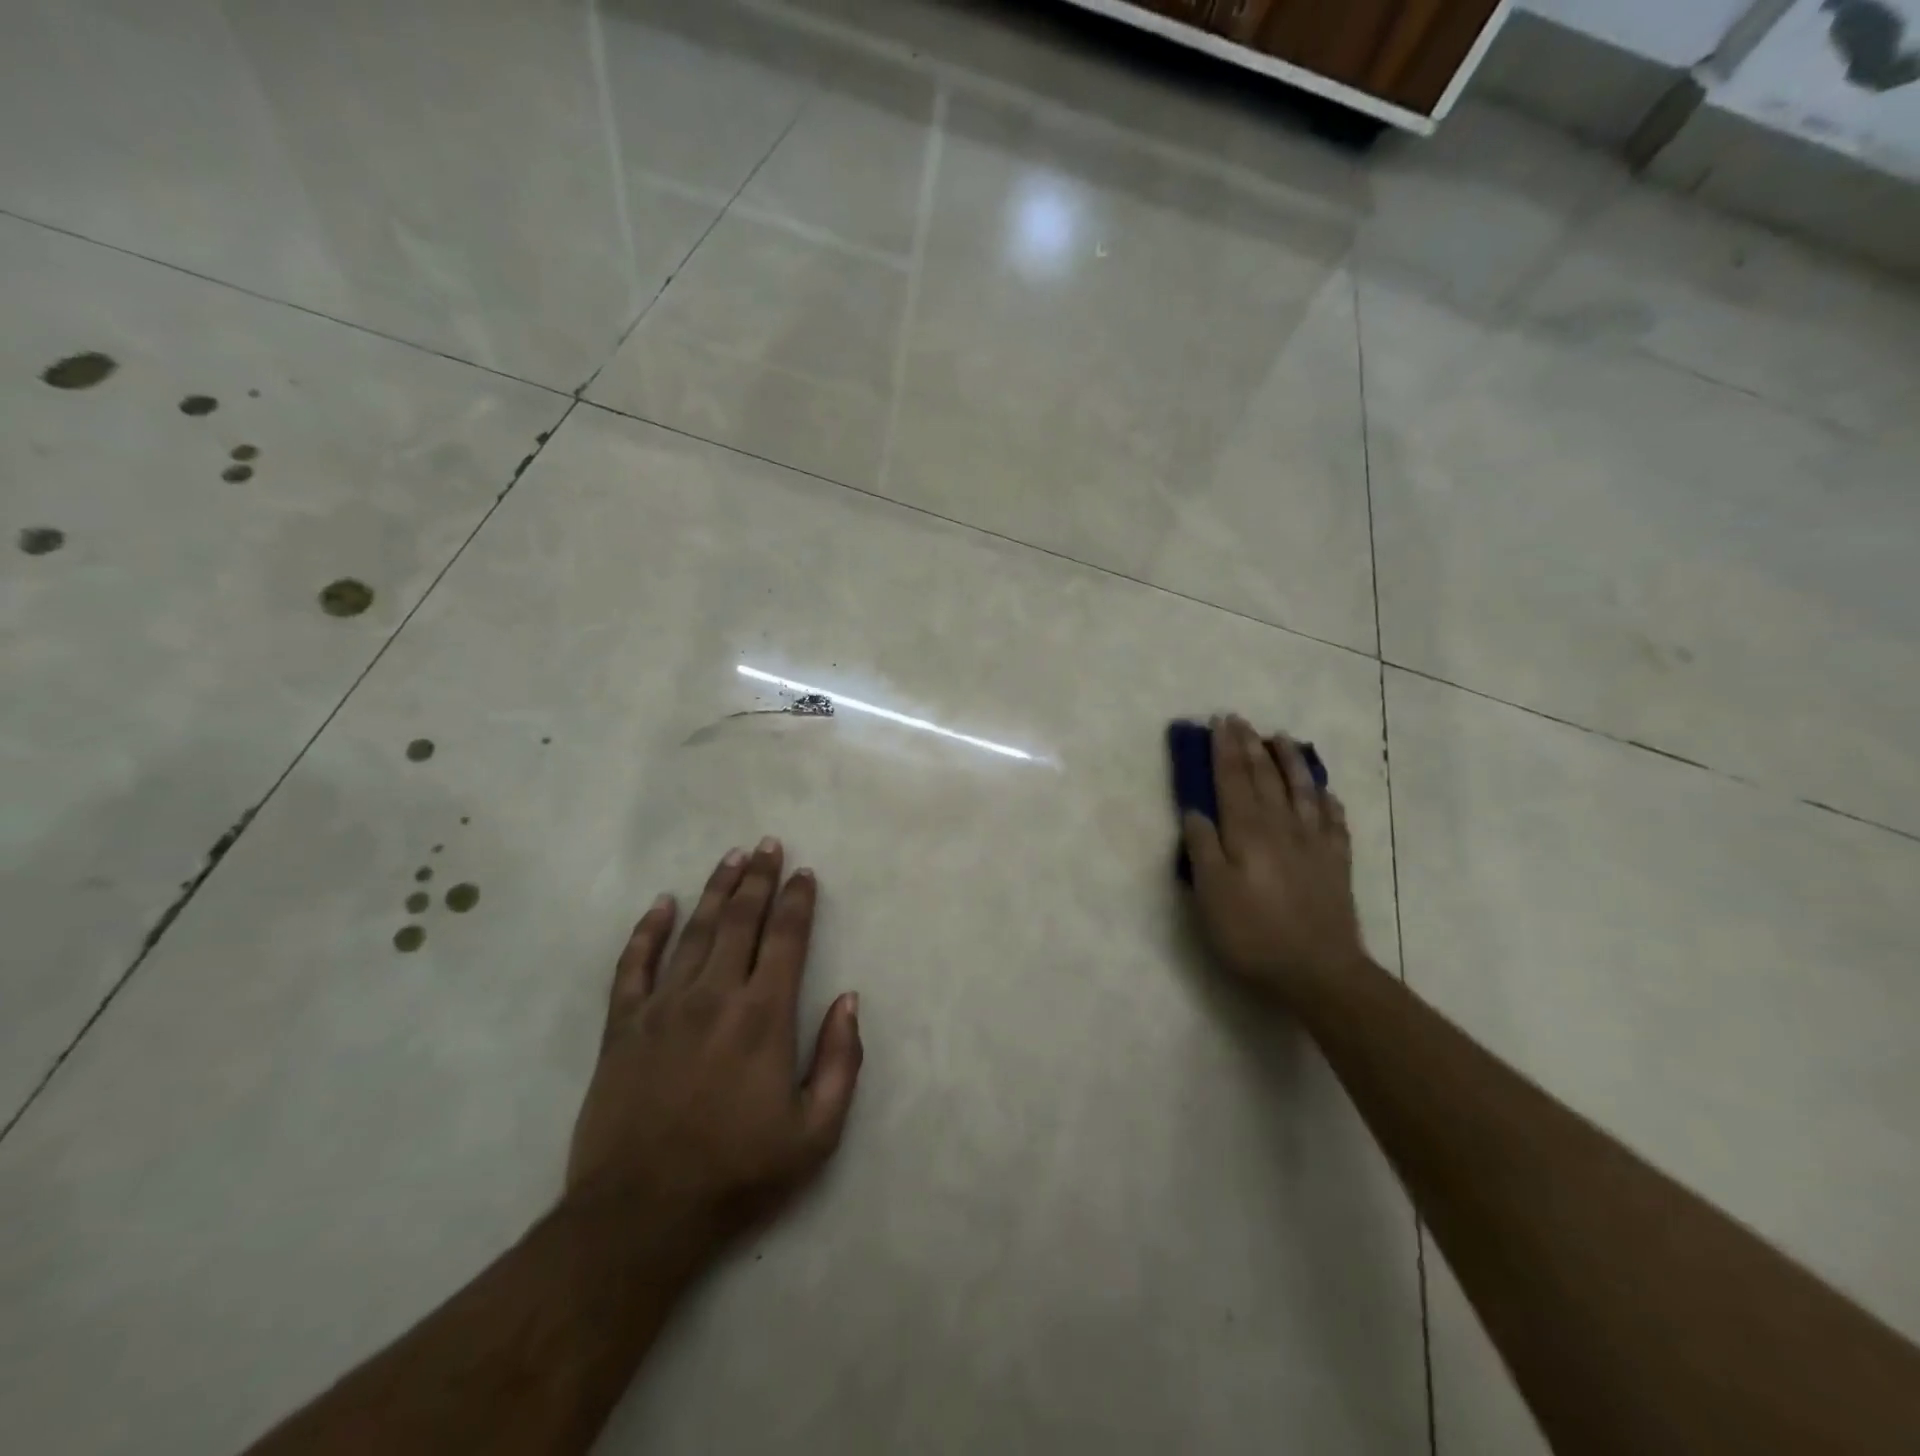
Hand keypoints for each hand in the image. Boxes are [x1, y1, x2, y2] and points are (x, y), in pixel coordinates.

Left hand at [567, 839, 862, 1246]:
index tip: (805, 873)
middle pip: (741, 920)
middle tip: (768, 845)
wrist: (641, 1216)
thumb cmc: (738, 1173)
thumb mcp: (816, 1132)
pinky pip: (633, 966)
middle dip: (759, 879)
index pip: (787, 938)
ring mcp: (664, 1007)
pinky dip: (647, 931)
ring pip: (693, 931)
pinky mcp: (622, 1027)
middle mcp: (715, 995)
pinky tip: (660, 904)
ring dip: (715, 890)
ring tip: (731, 858)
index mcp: (764, 1016)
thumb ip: (841, 1061)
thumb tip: (849, 1000)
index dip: (798, 901)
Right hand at [1181, 715, 1367, 1003]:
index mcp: (1247, 832)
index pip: (1232, 780)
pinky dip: (1326, 800)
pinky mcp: (1337, 864)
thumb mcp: (1211, 894)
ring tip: (1282, 739)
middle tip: (1241, 720)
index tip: (1219, 721)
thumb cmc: (1253, 934)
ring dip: (1290, 762)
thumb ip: (1202, 849)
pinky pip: (1333, 821)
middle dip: (1250, 746)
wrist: (1319, 972)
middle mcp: (1281, 827)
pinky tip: (1324, 792)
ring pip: (1302, 790)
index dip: (1224, 749)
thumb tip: (1195, 811)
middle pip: (1265, 777)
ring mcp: (1314, 844)